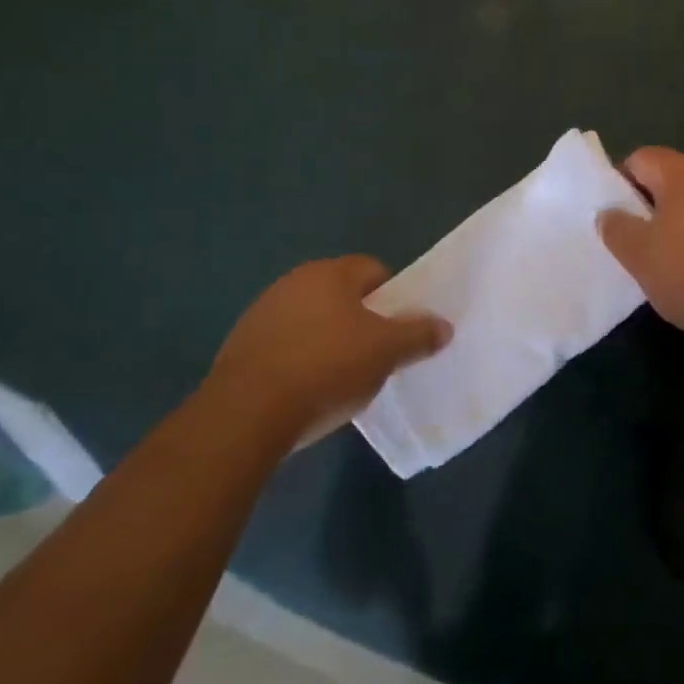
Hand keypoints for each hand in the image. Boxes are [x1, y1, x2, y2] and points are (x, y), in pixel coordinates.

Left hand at [211, 256, 449, 442]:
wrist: (246, 414)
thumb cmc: (326, 368)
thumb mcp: (386, 352)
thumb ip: (418, 335)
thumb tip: (444, 326)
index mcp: (330, 273)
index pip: (373, 270)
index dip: (391, 296)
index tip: (397, 328)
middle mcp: (294, 282)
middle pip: (340, 294)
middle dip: (359, 319)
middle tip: (373, 354)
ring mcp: (262, 312)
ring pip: (310, 319)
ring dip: (326, 339)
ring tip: (338, 377)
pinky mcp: (240, 346)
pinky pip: (283, 344)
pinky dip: (297, 360)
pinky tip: (304, 390)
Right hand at [598, 147, 683, 356]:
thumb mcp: (641, 256)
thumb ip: (617, 229)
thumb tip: (608, 212)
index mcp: (682, 171)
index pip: (639, 159)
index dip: (618, 184)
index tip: (612, 219)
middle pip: (667, 181)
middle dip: (646, 209)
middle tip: (632, 244)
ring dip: (674, 228)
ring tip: (663, 264)